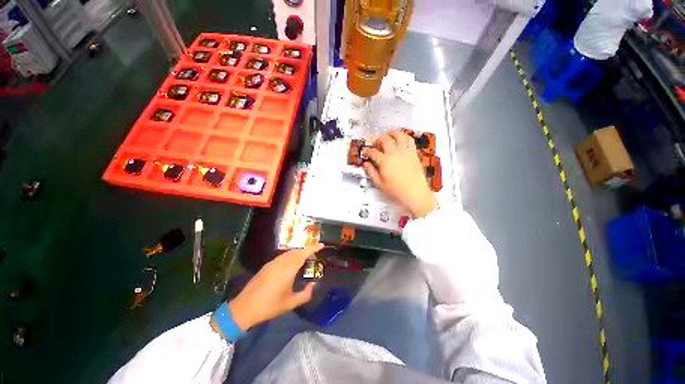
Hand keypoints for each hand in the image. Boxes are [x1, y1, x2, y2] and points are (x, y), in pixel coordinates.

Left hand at [227, 244, 323, 330]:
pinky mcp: (267, 266)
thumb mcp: (291, 303)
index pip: (304, 253)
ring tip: (305, 260)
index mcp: (288, 269)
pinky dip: (290, 256)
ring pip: (289, 253)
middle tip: (315, 256)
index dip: (313, 247)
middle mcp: (281, 262)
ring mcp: (272, 263)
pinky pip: (282, 256)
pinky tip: (291, 265)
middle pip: (297, 251)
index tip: (322, 245)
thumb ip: (306, 294)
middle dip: (307, 250)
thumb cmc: (270, 306)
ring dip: (298, 253)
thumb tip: (312, 285)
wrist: (244, 308)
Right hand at [363, 130, 436, 217]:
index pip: (373, 152)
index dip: (367, 151)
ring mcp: (405, 151)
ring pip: (398, 135)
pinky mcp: (413, 153)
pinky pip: (409, 140)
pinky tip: (400, 139)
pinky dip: (404, 136)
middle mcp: (394, 153)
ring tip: (387, 136)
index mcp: (384, 161)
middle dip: (377, 140)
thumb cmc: (396, 190)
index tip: (365, 152)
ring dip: (391, 133)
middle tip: (375, 144)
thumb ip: (372, 172)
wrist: (415, 193)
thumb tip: (366, 164)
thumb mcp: (380, 184)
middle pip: (384, 139)